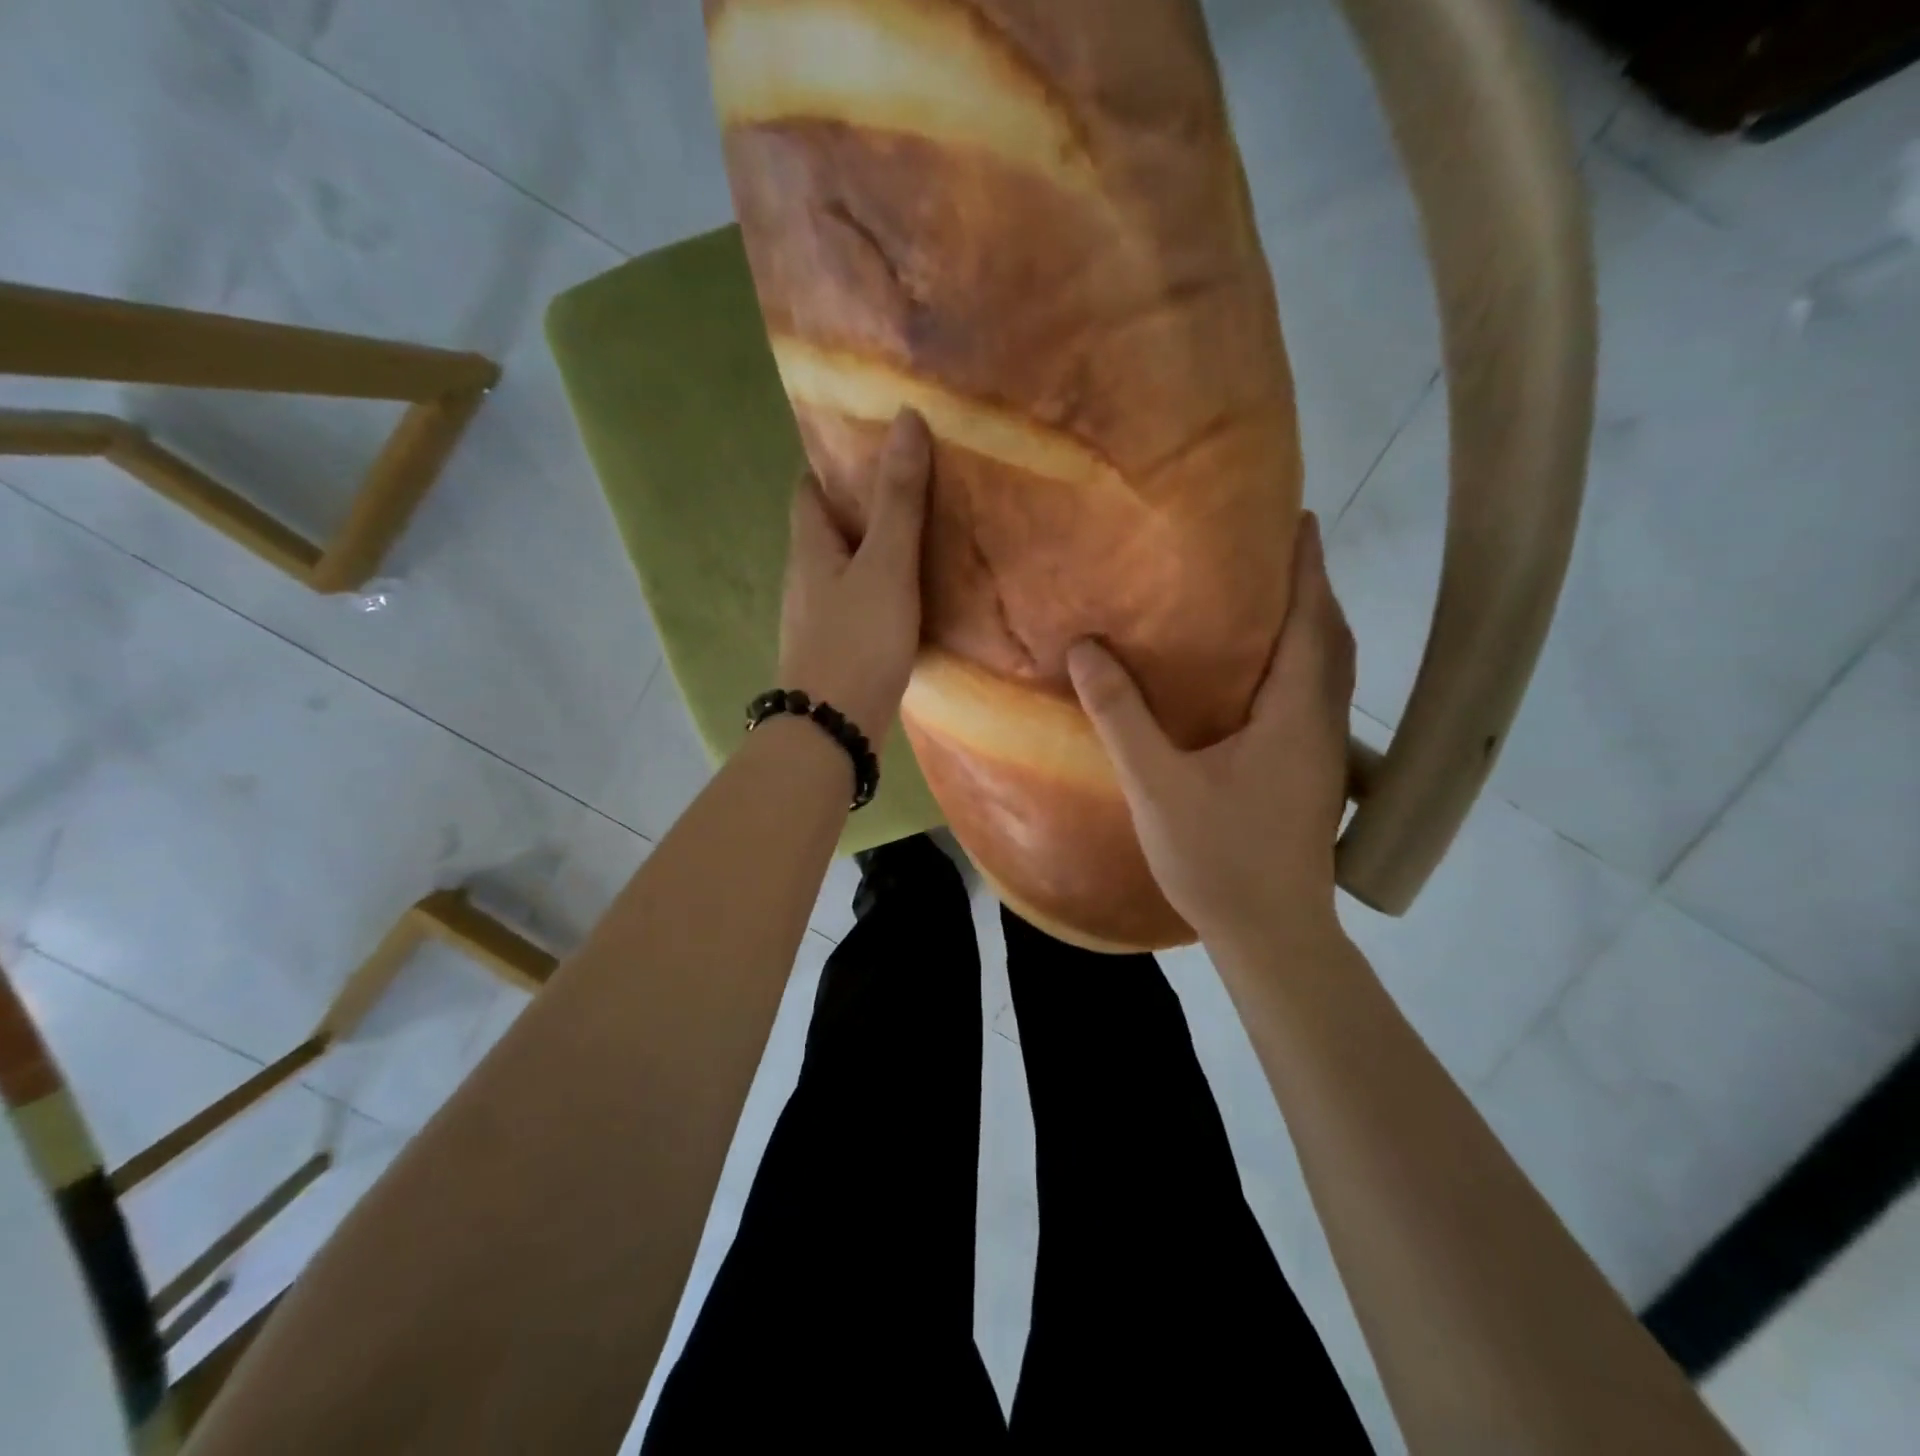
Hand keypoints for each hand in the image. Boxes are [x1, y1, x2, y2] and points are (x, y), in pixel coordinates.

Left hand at [777, 409, 931, 745]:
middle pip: (828, 528)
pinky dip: (880, 590)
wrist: (833, 728)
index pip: (811, 488)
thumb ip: (898, 499)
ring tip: (921, 535)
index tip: (874, 444)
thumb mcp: (886, 565)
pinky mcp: (834, 649)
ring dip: (873, 550)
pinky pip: (857, 603)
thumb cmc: (857, 640)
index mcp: (809, 547)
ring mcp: (817, 618)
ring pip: (844, 569)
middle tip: (912, 486)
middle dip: (862, 506)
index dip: (835, 462)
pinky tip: (911, 597)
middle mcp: (805, 578)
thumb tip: (904, 417)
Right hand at [1067, 514, 1355, 950]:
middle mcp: (1321, 724)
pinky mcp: (1311, 777)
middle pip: (1331, 640)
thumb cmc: (1219, 856)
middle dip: (1311, 589)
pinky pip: (1314, 699)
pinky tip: (1259, 678)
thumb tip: (1087, 649)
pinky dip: (1300, 666)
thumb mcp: (1157, 784)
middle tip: (1273, 553)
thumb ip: (1122, 716)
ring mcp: (1321, 754)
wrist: (1272, 935)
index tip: (1297, 519)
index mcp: (1295, 713)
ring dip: (1310, 627)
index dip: (1306, 567)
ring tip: (1267, 601)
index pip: (1310, 622)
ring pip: (1328, 672)